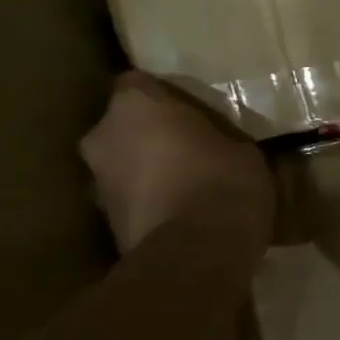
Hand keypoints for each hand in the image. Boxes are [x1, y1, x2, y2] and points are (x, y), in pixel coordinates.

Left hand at [80, 73, 274, 252]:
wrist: (195, 255)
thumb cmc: (223, 182)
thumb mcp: (242, 150)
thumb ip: (217, 139)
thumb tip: (217, 146)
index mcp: (136, 107)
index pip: (138, 83)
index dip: (163, 95)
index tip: (190, 107)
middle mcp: (103, 138)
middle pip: (124, 126)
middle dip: (151, 135)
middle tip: (191, 145)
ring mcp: (97, 183)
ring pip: (124, 164)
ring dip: (148, 170)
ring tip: (189, 182)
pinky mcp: (104, 223)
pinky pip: (131, 199)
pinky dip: (150, 201)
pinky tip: (183, 211)